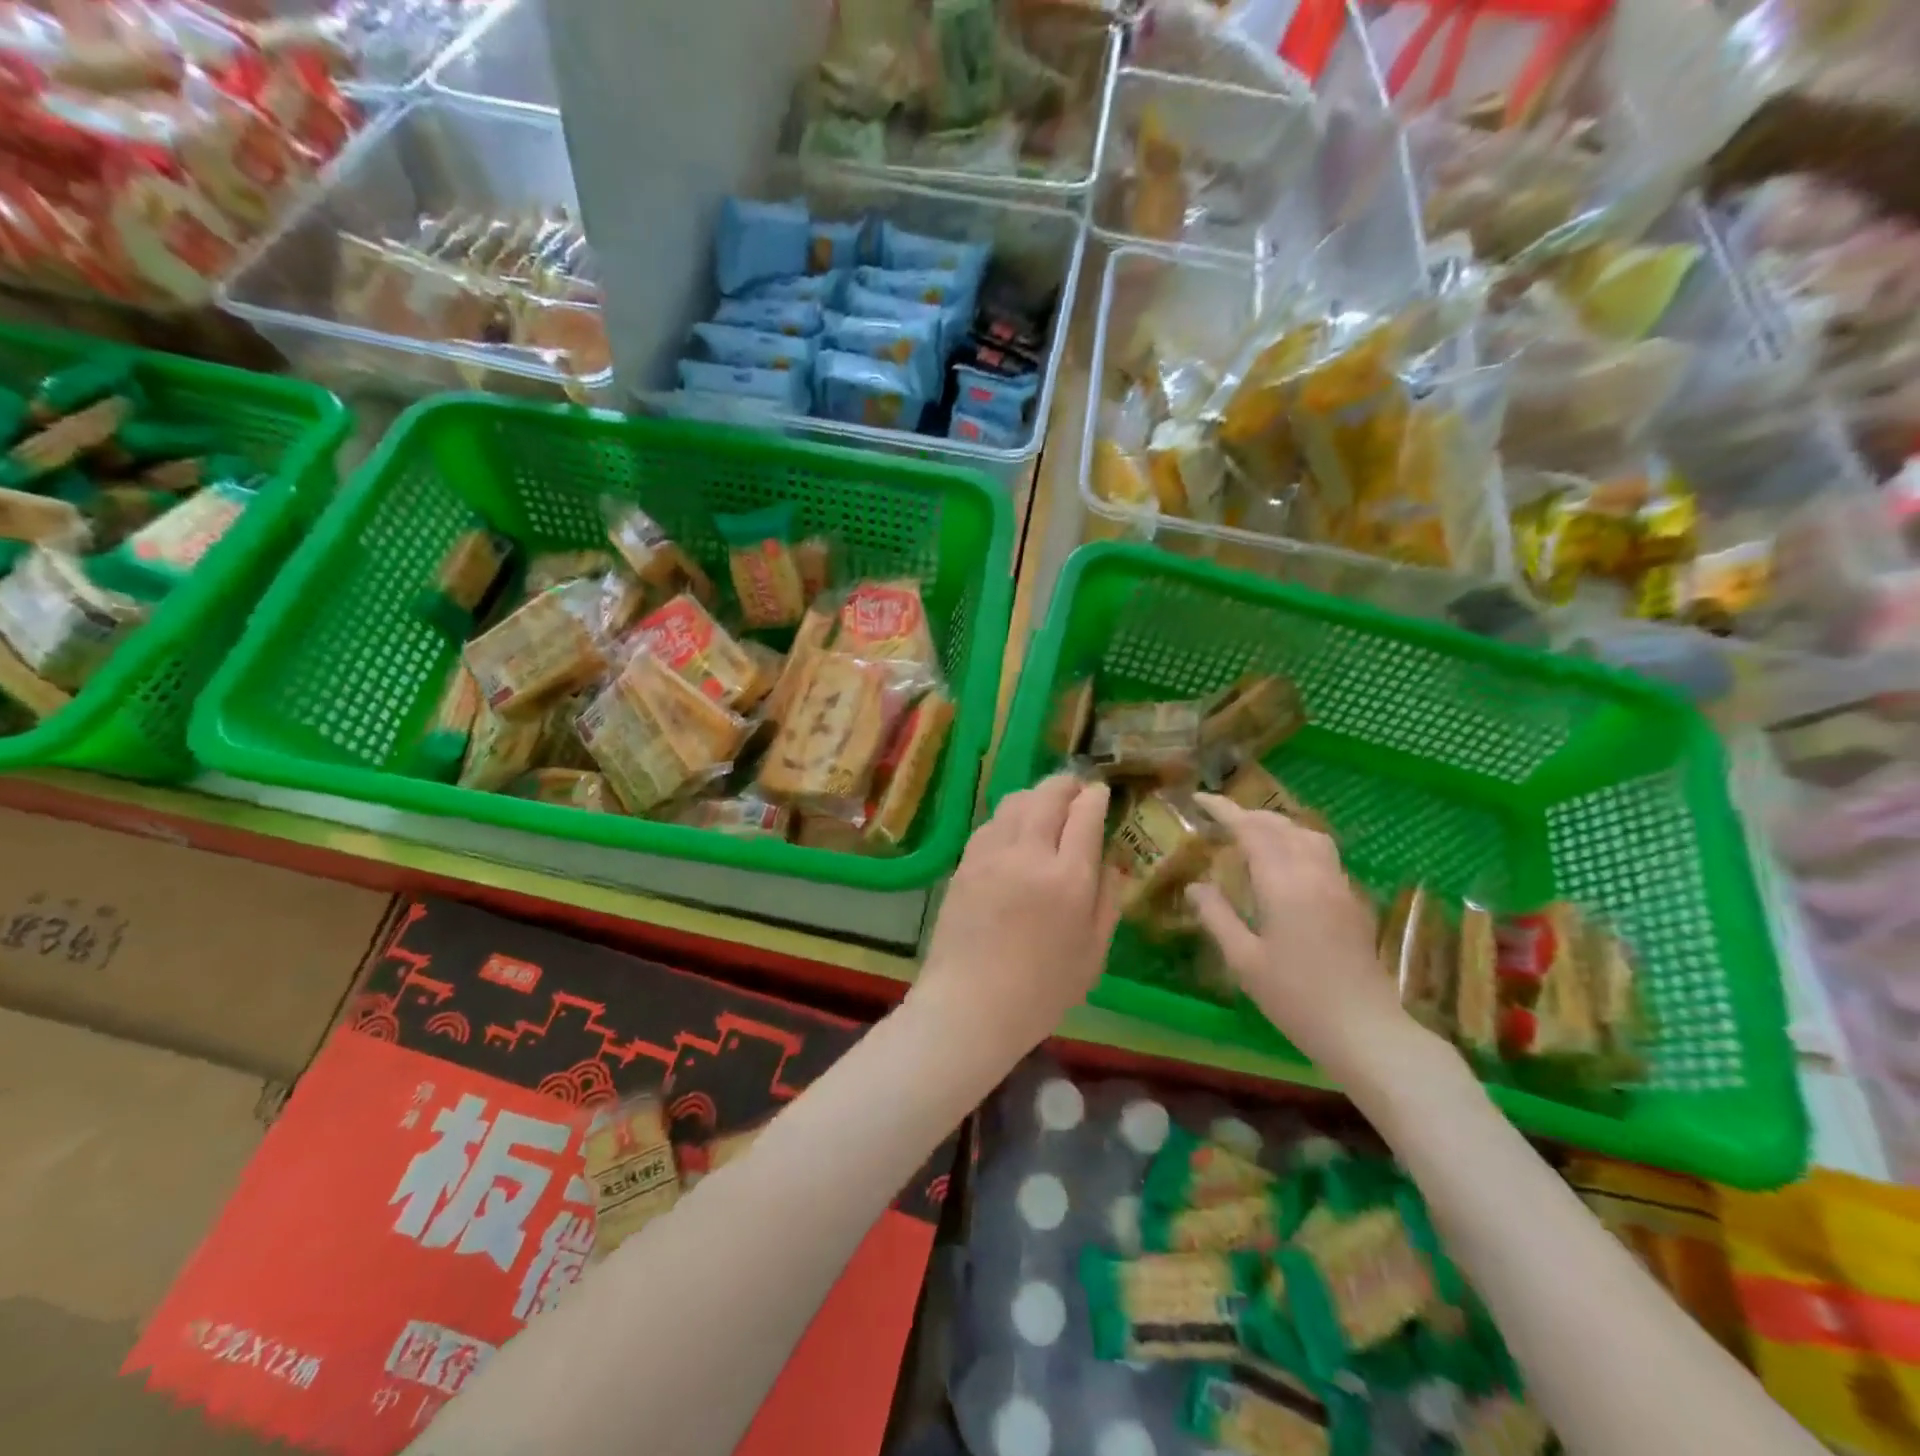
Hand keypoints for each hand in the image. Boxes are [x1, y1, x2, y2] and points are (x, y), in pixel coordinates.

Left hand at [912, 774, 1119, 1058]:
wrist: (970, 1004)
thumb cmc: (1042, 990)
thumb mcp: (1093, 953)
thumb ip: (1107, 899)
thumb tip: (1113, 861)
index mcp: (1068, 878)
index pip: (1085, 814)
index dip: (1095, 796)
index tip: (1101, 792)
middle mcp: (1029, 854)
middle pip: (1047, 796)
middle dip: (1066, 784)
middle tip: (1076, 788)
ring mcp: (991, 855)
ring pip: (1015, 802)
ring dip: (1036, 795)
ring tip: (1046, 806)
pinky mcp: (965, 863)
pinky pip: (990, 824)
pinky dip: (1008, 817)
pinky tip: (1014, 830)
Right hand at [1186, 794, 1425, 1080]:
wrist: (1366, 1031)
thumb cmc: (1296, 998)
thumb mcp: (1244, 960)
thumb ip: (1217, 917)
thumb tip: (1195, 886)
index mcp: (1283, 884)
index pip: (1251, 830)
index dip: (1225, 810)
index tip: (1200, 799)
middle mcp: (1314, 874)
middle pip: (1281, 826)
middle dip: (1248, 814)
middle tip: (1219, 819)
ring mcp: (1338, 886)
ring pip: (1308, 835)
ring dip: (1277, 825)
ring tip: (1252, 835)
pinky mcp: (1352, 902)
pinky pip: (1322, 854)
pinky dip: (1297, 843)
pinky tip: (1285, 864)